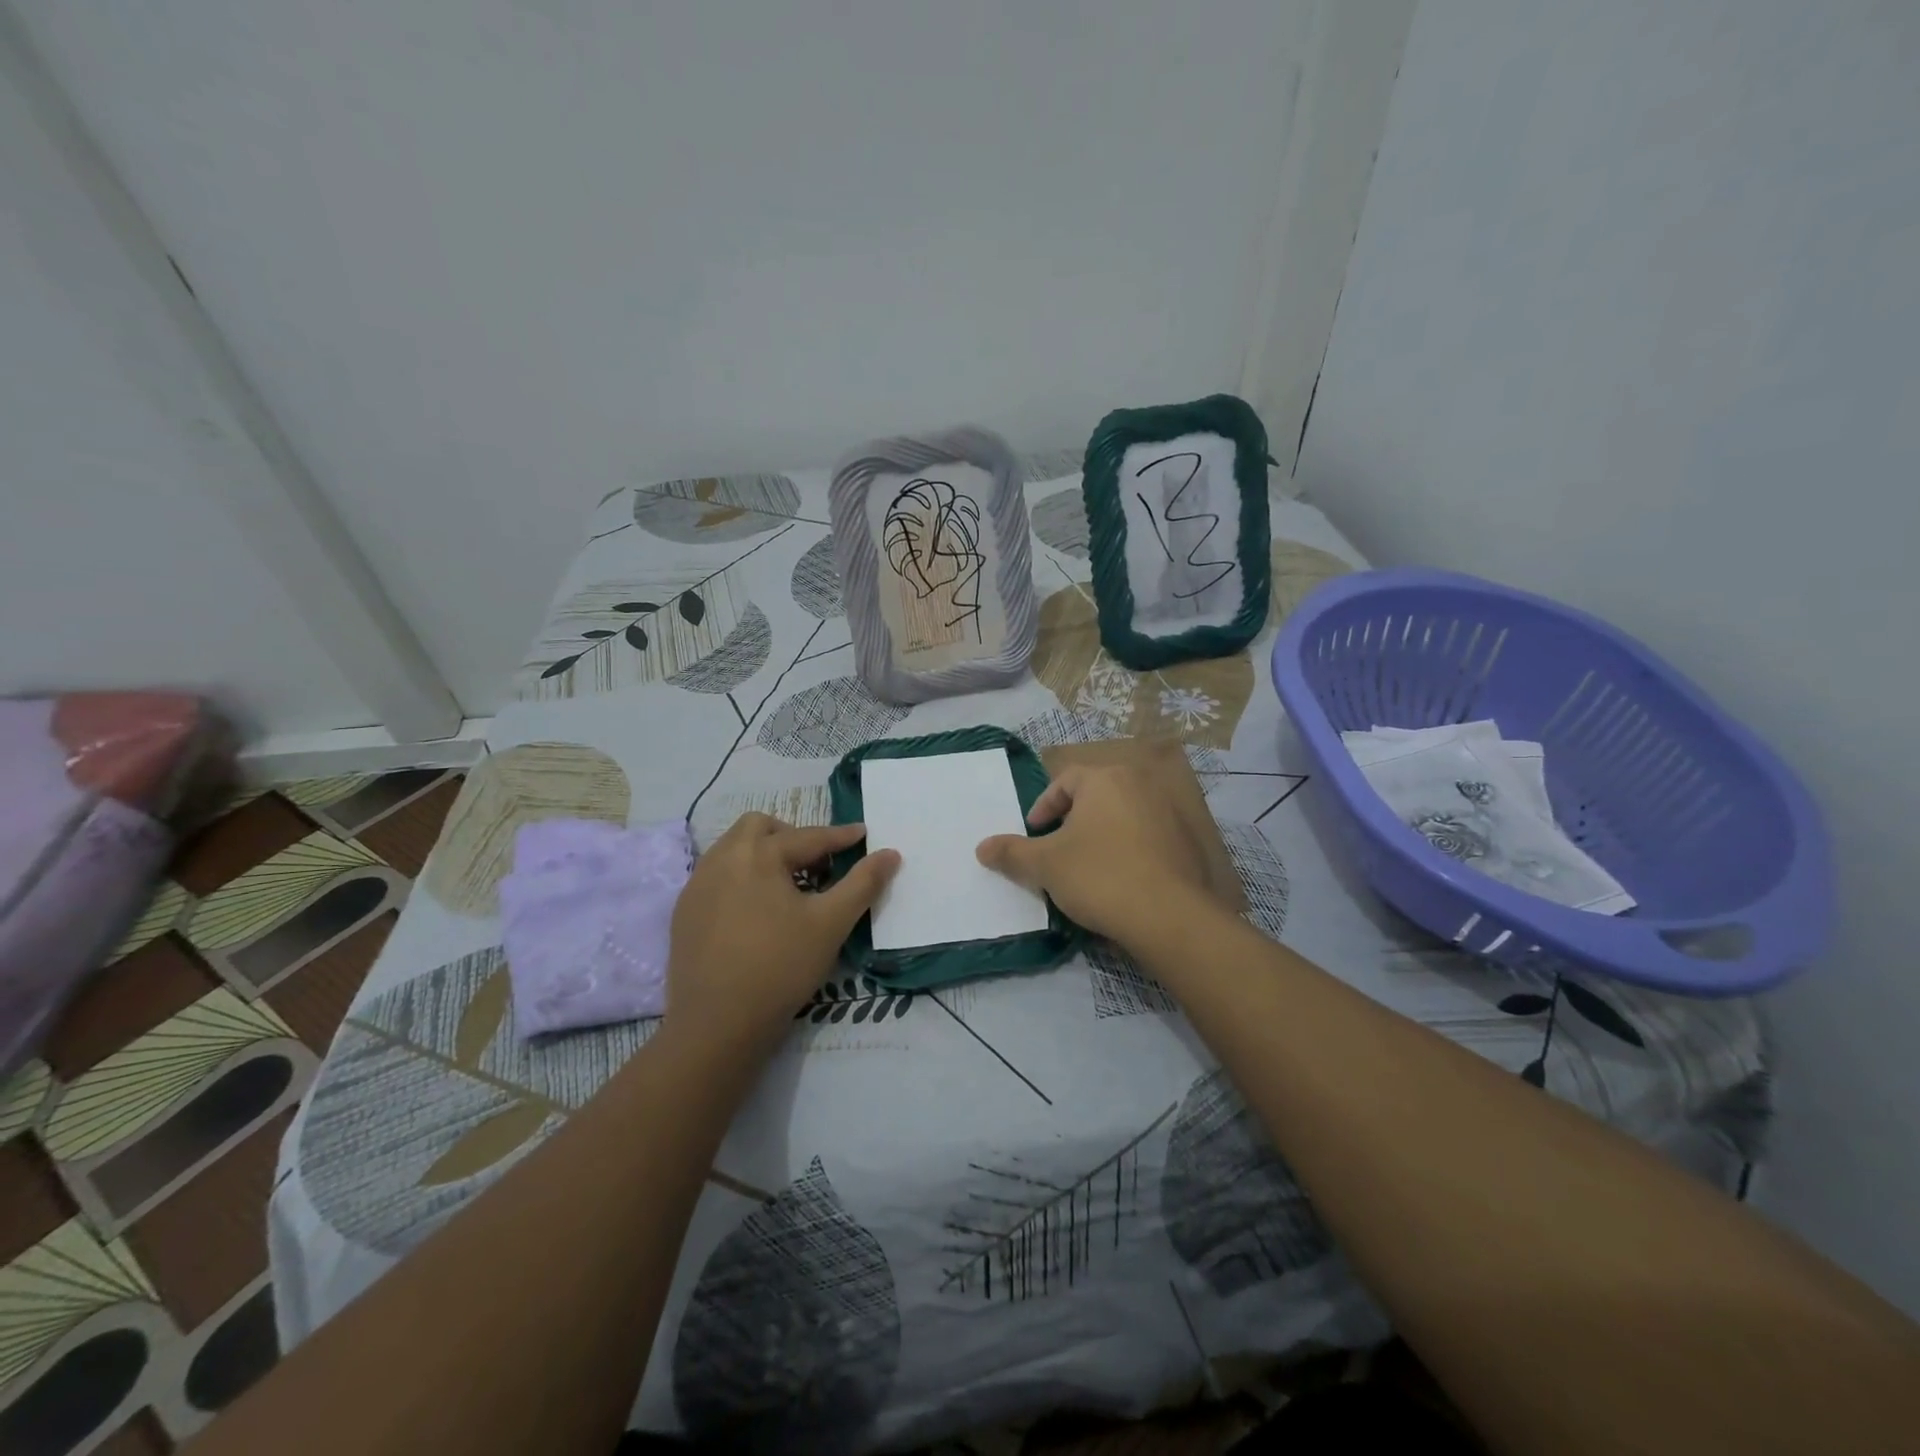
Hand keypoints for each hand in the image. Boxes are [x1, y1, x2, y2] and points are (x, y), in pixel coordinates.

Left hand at [667, 815, 899, 1053]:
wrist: (716, 1025)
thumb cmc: (780, 967)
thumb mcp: (831, 923)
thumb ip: (863, 883)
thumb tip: (890, 853)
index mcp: (758, 854)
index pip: (808, 837)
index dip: (840, 836)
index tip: (863, 833)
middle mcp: (722, 858)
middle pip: (760, 828)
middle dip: (792, 836)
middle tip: (817, 864)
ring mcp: (697, 885)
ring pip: (733, 849)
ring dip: (763, 854)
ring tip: (788, 885)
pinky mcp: (684, 912)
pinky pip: (716, 876)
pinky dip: (741, 877)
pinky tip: (755, 911)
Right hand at [975, 762, 1214, 947]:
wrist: (1169, 915)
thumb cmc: (1099, 876)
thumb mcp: (1045, 865)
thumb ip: (1011, 852)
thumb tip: (981, 847)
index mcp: (1106, 779)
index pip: (1065, 781)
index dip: (1043, 806)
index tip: (1034, 833)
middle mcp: (1141, 784)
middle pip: (1096, 795)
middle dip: (1073, 820)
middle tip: (1058, 849)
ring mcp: (1169, 812)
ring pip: (1124, 816)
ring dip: (1102, 835)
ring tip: (1088, 867)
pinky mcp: (1187, 842)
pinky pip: (1148, 838)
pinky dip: (1131, 851)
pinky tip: (1122, 881)